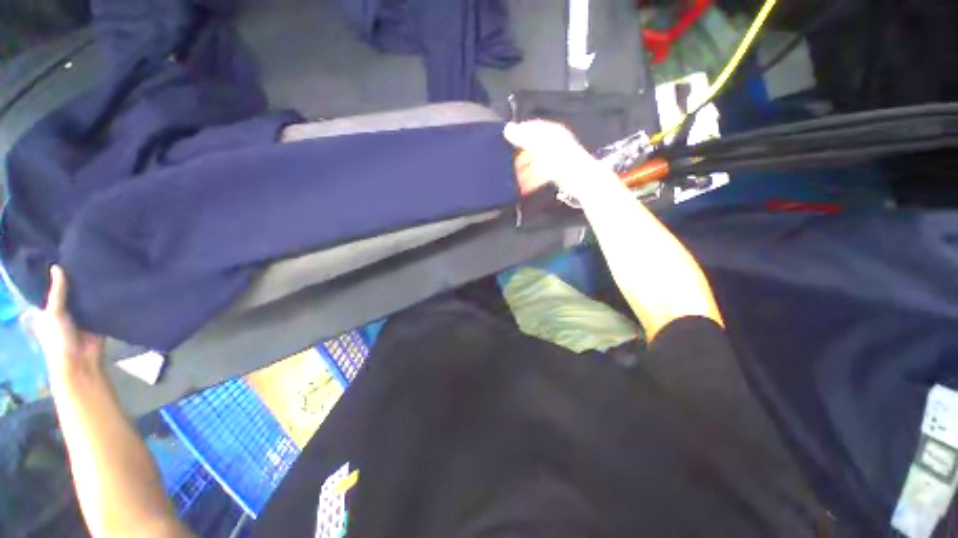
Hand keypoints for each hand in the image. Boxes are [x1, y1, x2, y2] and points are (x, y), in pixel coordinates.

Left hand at [31, 266, 103, 377]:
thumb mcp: (54, 313)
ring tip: (103, 266)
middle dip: (79, 279)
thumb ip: (58, 292)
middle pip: (73, 291)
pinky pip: (103, 305)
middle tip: (88, 257)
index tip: (65, 256)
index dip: (58, 275)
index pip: (54, 287)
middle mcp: (67, 309)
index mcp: (51, 308)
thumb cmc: (59, 338)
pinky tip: (114, 284)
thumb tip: (57, 266)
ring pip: (88, 297)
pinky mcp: (99, 318)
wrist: (81, 360)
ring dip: (94, 288)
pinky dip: (107, 298)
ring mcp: (83, 315)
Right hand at [505, 121, 613, 197]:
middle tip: (508, 164)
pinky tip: (524, 187)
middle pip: (532, 148)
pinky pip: (539, 175)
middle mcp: (553, 143)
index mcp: (550, 132)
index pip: (532, 128)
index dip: (519, 133)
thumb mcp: (538, 144)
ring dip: (523, 171)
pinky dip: (531, 180)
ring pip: (535, 163)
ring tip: (514, 179)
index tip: (505, 141)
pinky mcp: (556, 173)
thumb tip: (507, 128)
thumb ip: (522, 136)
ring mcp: (555, 159)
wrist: (578, 178)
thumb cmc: (558, 158)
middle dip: (519, 157)